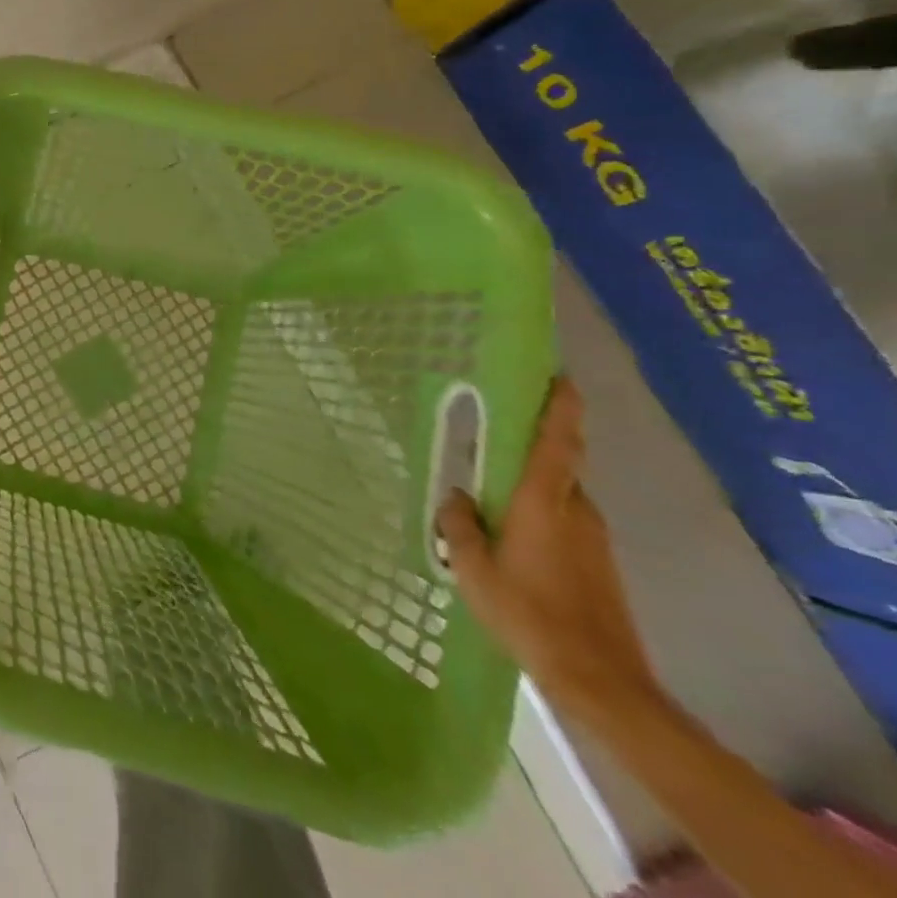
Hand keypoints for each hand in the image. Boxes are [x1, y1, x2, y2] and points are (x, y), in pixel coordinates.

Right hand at [438, 378, 663, 718]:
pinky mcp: (600, 566)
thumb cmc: (529, 613)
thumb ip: (460, 525)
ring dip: (530, 488)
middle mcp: (576, 511)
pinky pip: (564, 523)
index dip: (560, 407)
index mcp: (544, 502)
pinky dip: (539, 517)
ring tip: (490, 497)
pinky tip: (511, 540)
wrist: (601, 681)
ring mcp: (593, 540)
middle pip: (556, 466)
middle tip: (493, 436)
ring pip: (558, 497)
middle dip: (530, 448)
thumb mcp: (473, 567)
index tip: (559, 376)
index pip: (557, 442)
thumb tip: (457, 496)